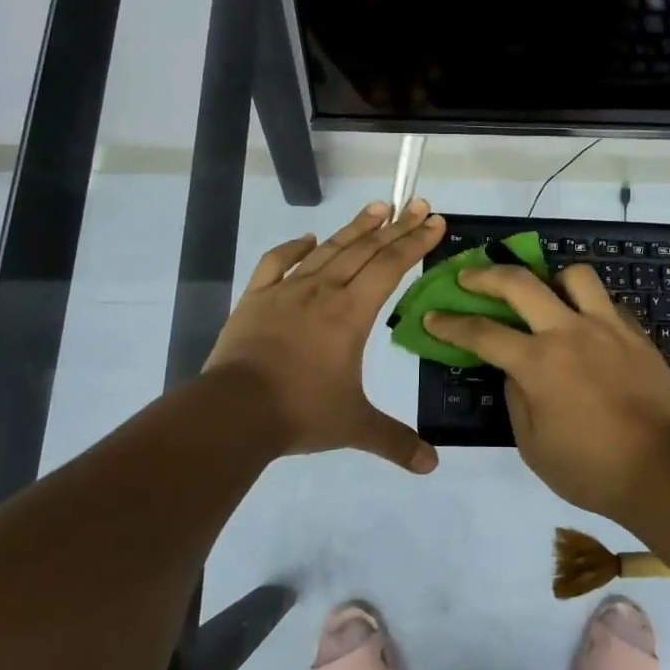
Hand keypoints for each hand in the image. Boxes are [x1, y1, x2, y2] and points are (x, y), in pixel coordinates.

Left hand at [206, 199, 446, 471]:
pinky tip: (307, 237)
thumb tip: (432, 465)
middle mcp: (324, 291)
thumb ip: (395, 441)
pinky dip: (293, 248)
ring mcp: (287, 290)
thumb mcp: (354, 426)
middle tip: (417, 204)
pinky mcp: (256, 298)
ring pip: (328, 249)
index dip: (416, 242)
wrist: (234, 411)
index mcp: (352, 313)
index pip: (391, 266)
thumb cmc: (300, 411)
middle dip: (396, 226)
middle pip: (365, 249)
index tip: (435, 221)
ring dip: (354, 228)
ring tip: (376, 207)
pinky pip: (277, 263)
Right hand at [423, 264, 669, 520]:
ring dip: (551, 278)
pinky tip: (585, 325)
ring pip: (574, 275)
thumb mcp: (533, 444)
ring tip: (544, 293)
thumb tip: (513, 369)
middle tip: (468, 276)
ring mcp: (607, 327)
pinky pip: (607, 303)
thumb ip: (516, 397)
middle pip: (520, 283)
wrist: (661, 470)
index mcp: (538, 362)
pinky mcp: (636, 334)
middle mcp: (569, 332)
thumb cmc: (589, 468)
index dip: (451, 324)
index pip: (482, 333)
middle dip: (485, 275)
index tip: (433, 317)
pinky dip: (588, 306)